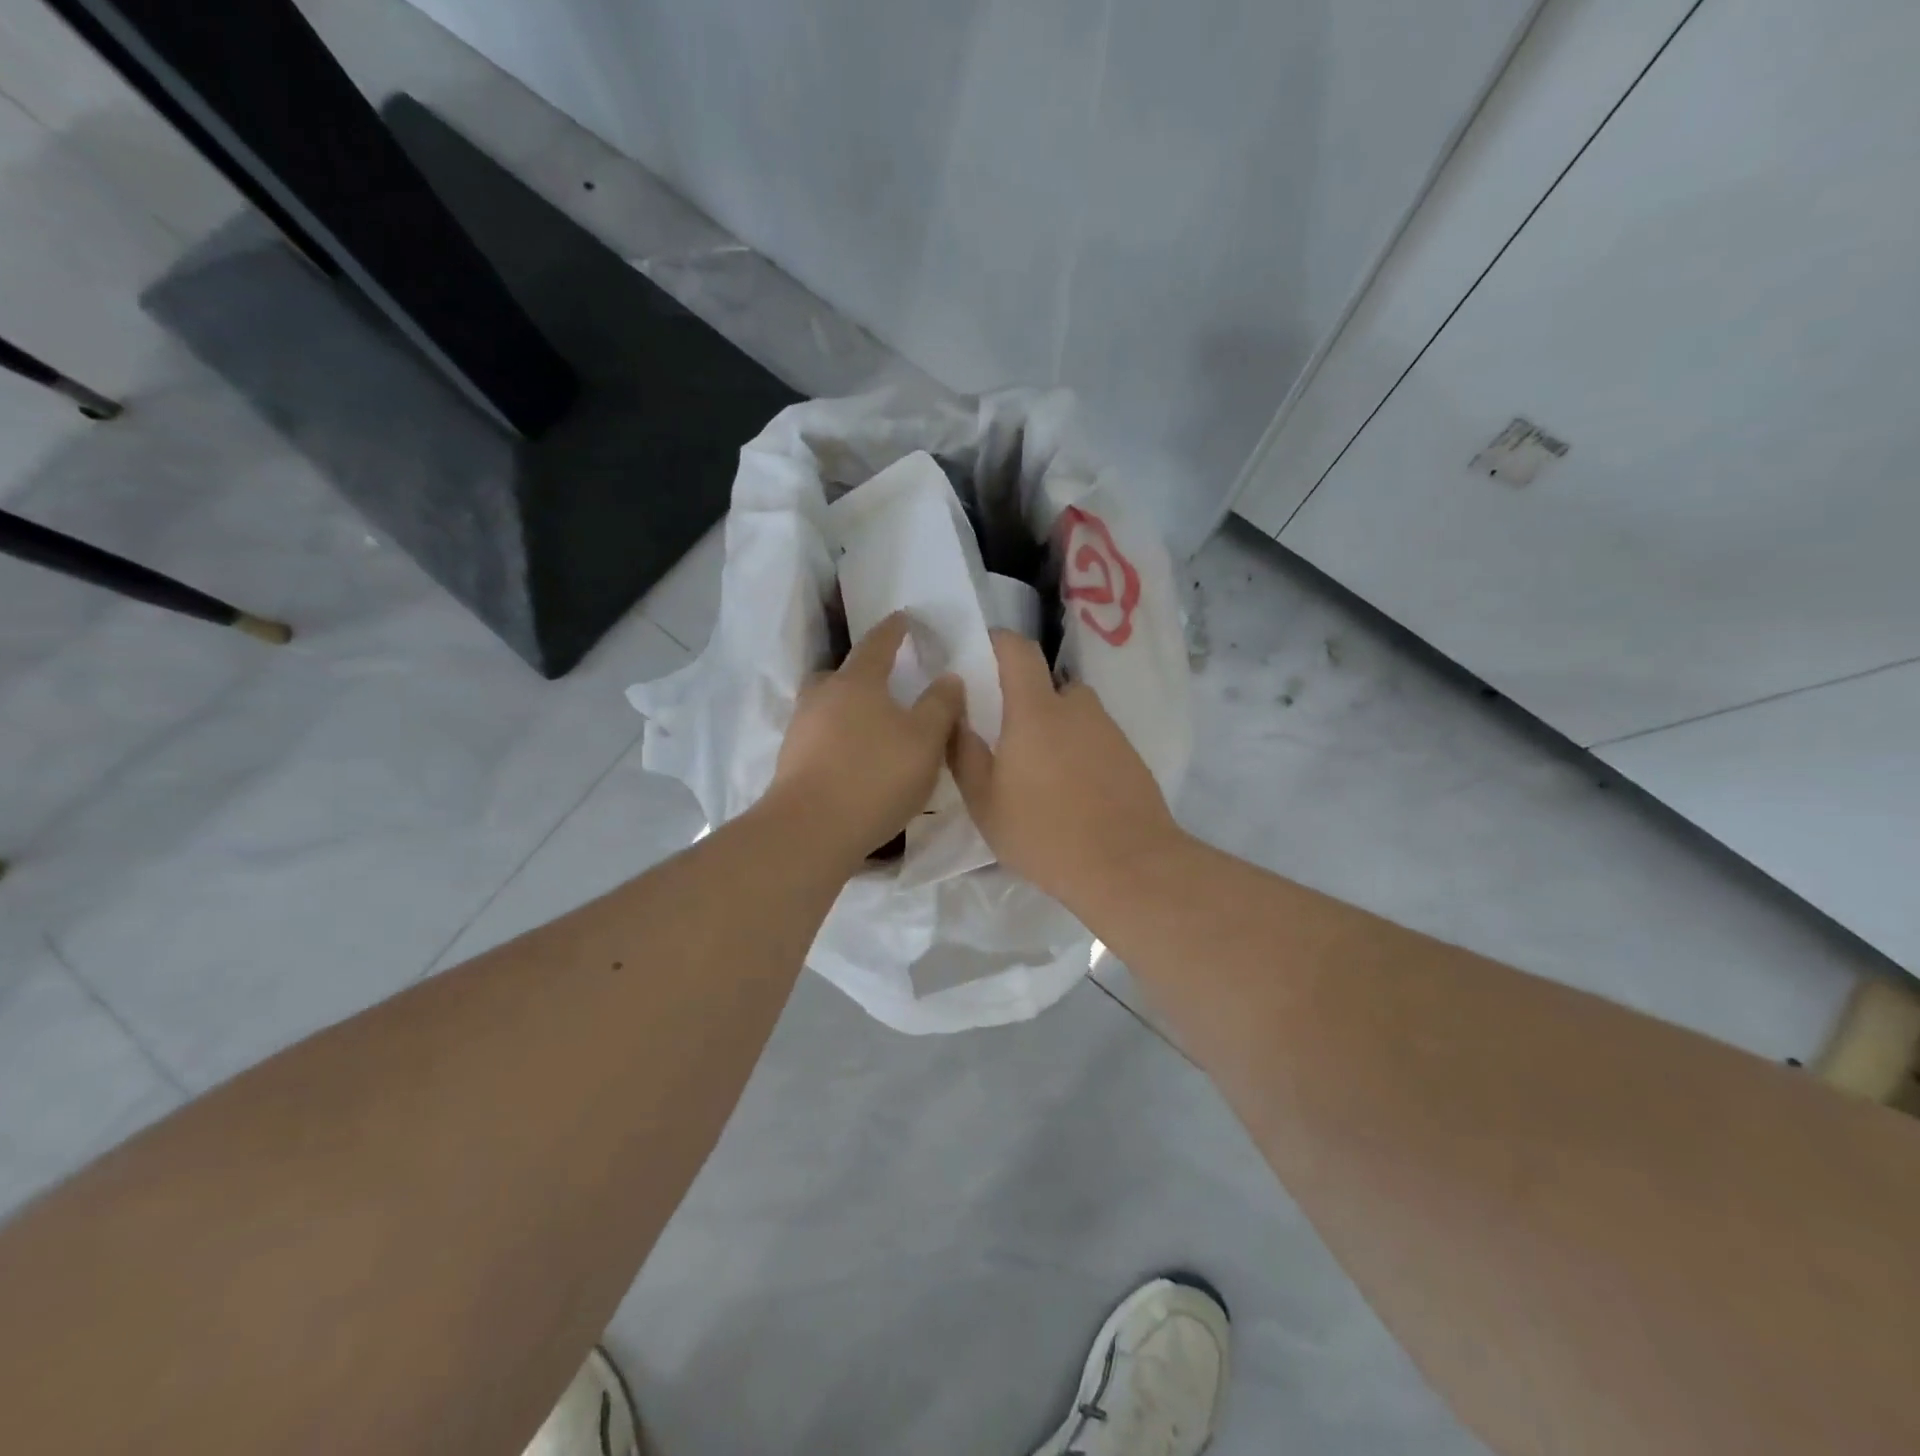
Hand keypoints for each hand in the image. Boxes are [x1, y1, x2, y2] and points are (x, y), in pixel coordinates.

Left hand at [765, 612, 965, 863]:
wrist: (811, 830)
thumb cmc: (876, 775)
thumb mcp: (926, 740)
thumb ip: (941, 705)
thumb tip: (948, 677)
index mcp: (857, 681)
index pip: (878, 643)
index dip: (894, 630)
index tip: (903, 617)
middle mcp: (822, 696)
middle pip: (841, 674)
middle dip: (862, 673)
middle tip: (883, 681)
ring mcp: (800, 730)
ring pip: (827, 707)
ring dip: (848, 710)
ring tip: (873, 727)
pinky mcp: (791, 763)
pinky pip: (820, 738)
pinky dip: (838, 740)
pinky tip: (855, 760)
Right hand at [949, 631, 1182, 907]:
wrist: (1130, 866)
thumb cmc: (1045, 834)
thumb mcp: (985, 802)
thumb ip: (964, 754)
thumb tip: (956, 718)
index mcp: (1036, 710)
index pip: (1017, 649)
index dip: (995, 643)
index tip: (976, 659)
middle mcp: (1076, 707)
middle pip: (1046, 687)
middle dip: (1024, 704)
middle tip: (1005, 743)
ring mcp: (1109, 730)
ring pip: (1072, 716)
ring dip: (1053, 732)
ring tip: (1040, 778)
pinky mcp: (1130, 756)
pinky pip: (1094, 740)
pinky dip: (1078, 754)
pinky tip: (1072, 796)